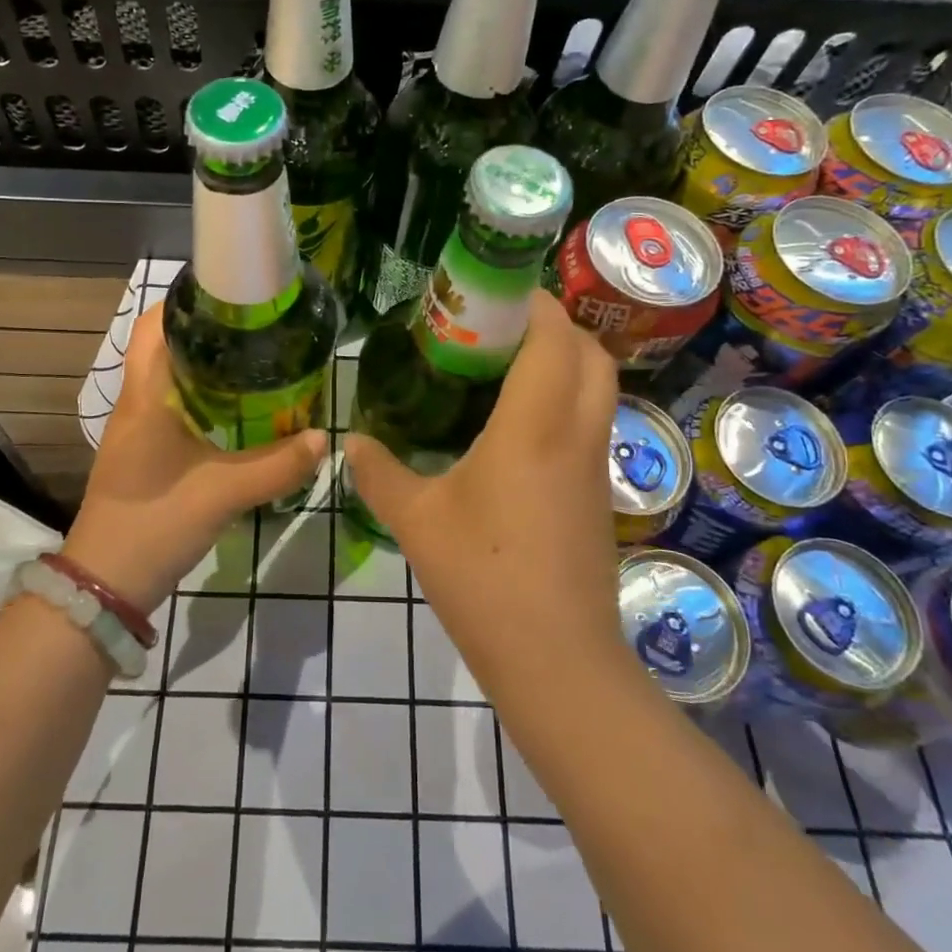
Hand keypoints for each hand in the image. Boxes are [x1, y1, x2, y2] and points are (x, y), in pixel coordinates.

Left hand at [63, 301, 325, 609]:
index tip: (233, 293)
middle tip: (258, 328)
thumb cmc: (155, 524)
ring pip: (170, 378)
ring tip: (257, 361)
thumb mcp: (223, 493)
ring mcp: (137, 429)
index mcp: (144, 396)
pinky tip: (238, 411)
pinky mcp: (145, 453)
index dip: (186, 301)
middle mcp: (135, 403)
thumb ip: (276, 465)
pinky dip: (204, 398)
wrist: (106, 584)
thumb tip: (322, 438)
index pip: (154, 325)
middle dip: (208, 332)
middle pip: (165, 346)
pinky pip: (174, 407)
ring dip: (206, 366)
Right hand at [344, 291, 623, 695]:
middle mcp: (576, 435)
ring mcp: (595, 466)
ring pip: (599, 389)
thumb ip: (380, 472)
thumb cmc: (482, 578)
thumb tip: (351, 441)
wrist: (556, 660)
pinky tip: (518, 425)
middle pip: (591, 355)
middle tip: (501, 326)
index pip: (554, 339)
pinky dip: (566, 400)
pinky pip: (591, 423)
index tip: (496, 292)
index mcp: (534, 427)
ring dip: (565, 362)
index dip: (535, 304)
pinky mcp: (598, 495)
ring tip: (507, 366)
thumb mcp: (417, 521)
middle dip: (556, 326)